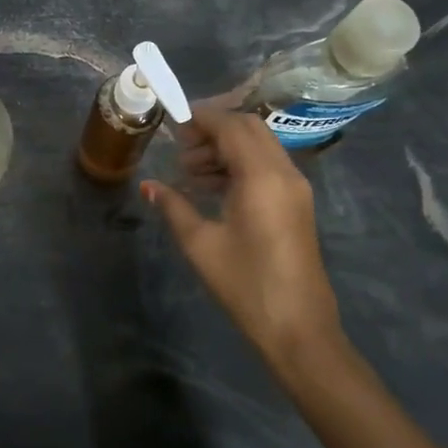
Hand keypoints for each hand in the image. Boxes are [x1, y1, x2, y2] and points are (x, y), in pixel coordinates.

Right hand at [142, 107, 343, 362]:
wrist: (299, 329)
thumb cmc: (246, 285)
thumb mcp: (201, 244)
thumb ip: (173, 207)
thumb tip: (148, 185)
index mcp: (262, 177)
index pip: (231, 126)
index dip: (201, 117)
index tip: (172, 122)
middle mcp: (284, 173)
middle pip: (249, 129)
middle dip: (214, 129)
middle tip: (180, 147)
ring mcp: (296, 188)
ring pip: (260, 146)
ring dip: (226, 147)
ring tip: (190, 171)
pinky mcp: (297, 204)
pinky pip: (267, 166)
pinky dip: (240, 164)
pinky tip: (212, 187)